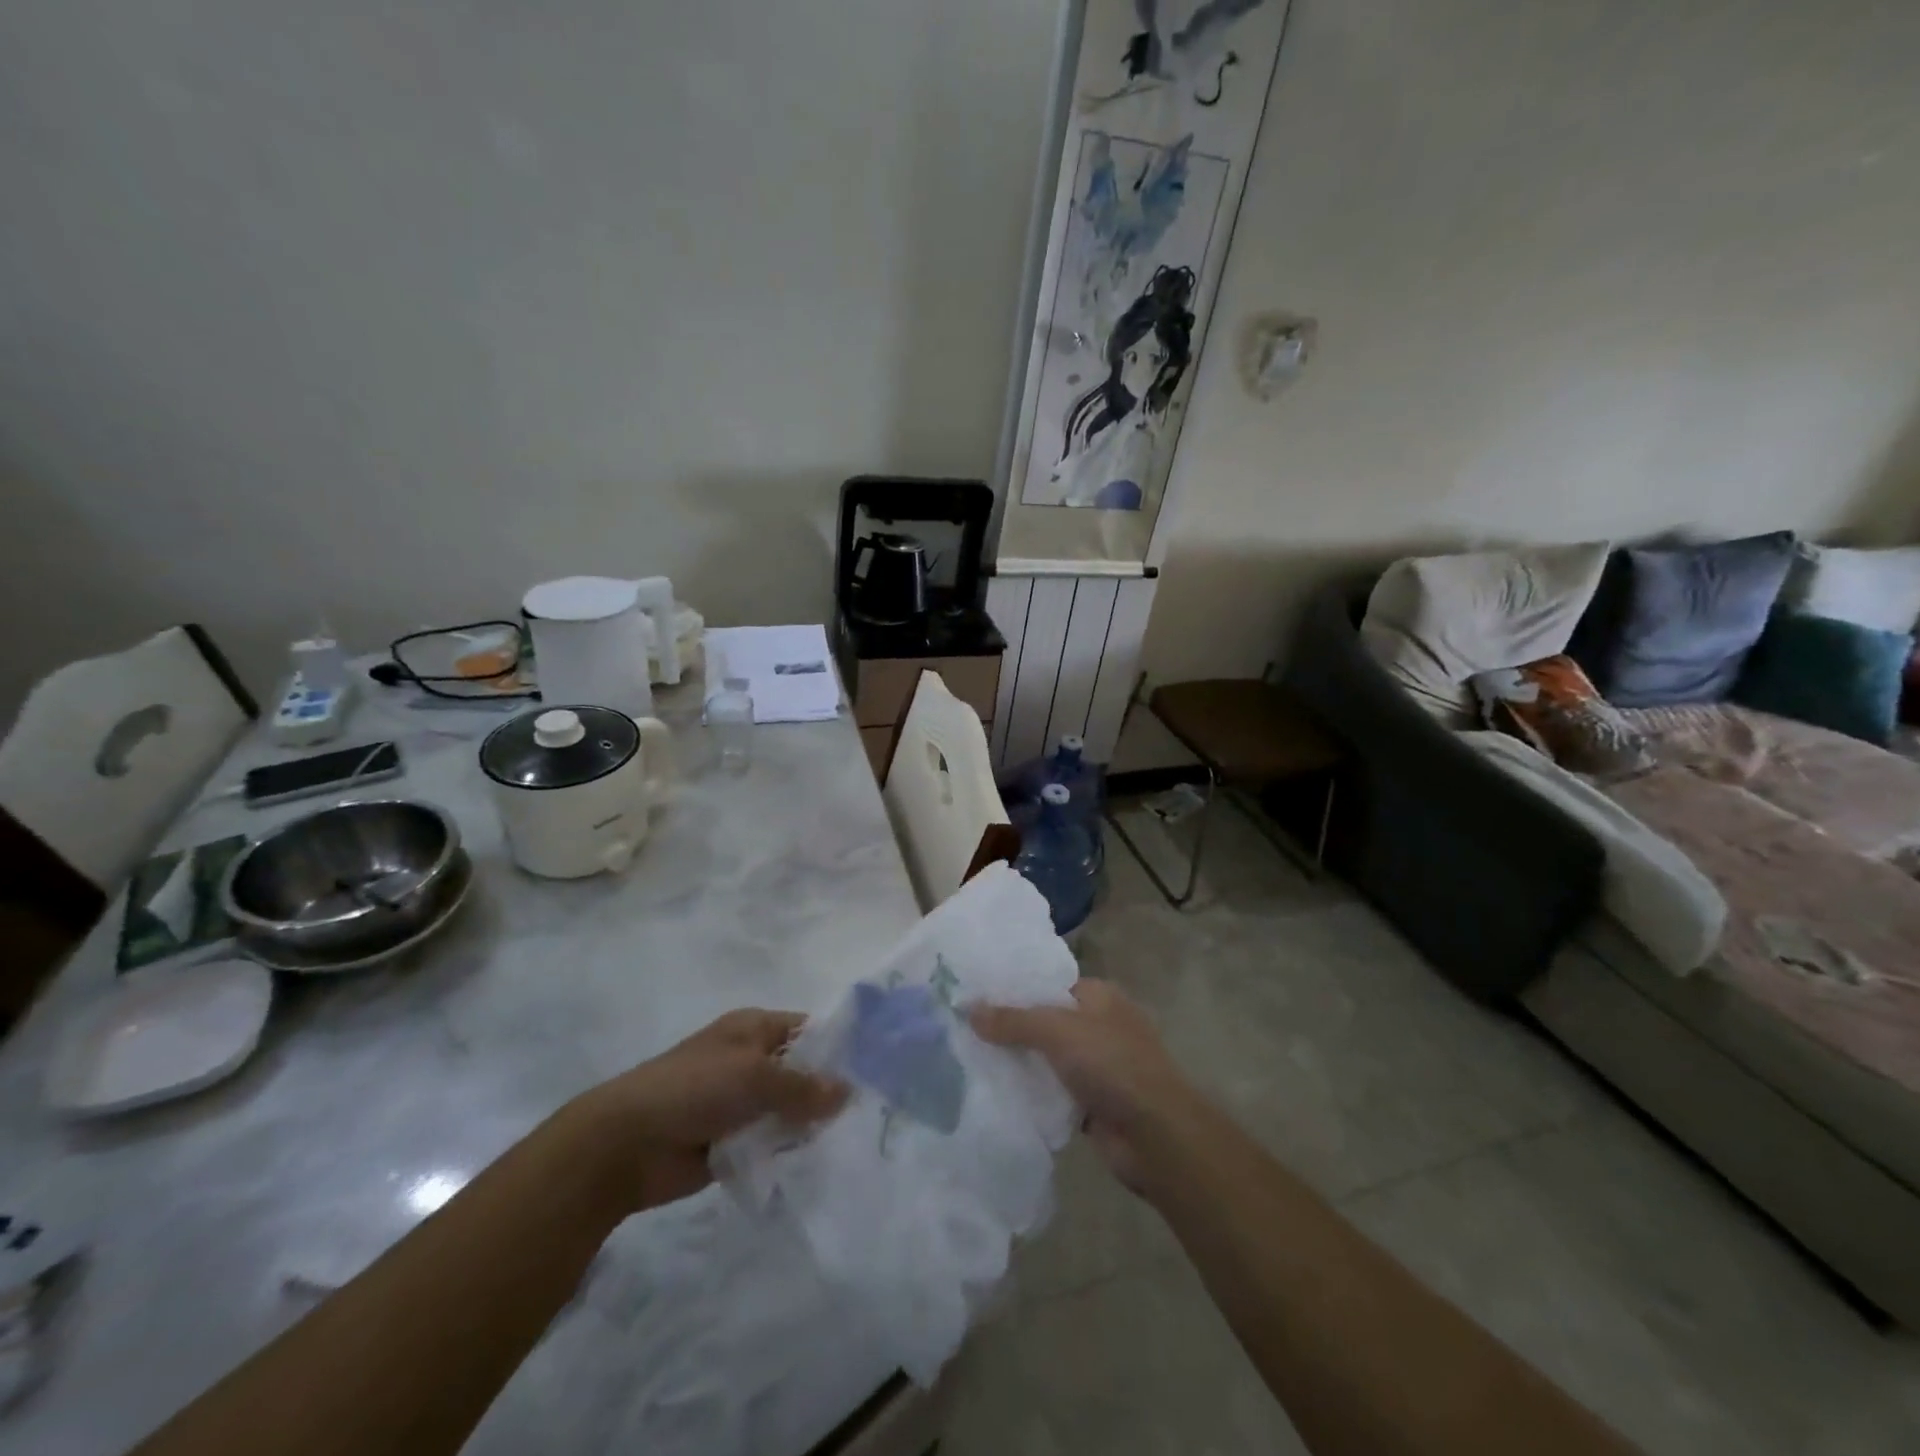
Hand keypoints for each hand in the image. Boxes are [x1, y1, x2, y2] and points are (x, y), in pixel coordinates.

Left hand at [574, 1009, 846, 1211]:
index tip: (874, 1071)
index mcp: (754, 1028)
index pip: (808, 1030)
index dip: (838, 1047)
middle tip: (870, 1112)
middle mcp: (751, 1060)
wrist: (627, 1144)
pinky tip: (818, 1162)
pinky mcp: (732, 1141)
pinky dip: (787, 1150)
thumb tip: (847, 1092)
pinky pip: (771, 1142)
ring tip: (851, 1140)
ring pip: (789, 1109)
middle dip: (828, 1090)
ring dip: (808, 1124)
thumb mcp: (755, 1076)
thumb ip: (803, 1086)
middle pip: (802, 1071)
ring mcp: (741, 1102)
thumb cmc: (693, 1089)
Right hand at [970, 981, 1204, 1194]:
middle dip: (1012, 1030)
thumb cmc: (1111, 1064)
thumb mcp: (1058, 1031)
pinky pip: (1054, 1093)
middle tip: (966, 1032)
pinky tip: (997, 1096)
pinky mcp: (1093, 1103)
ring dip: (1020, 1065)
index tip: (976, 997)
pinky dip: (1033, 1095)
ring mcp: (1098, 1066)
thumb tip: (969, 1009)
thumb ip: (1013, 1020)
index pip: (1049, 985)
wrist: (1156, 1135)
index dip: (1015, 990)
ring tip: (971, 1062)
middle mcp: (1100, 1026)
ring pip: (1048, 1060)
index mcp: (1099, 996)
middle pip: (1046, 1023)